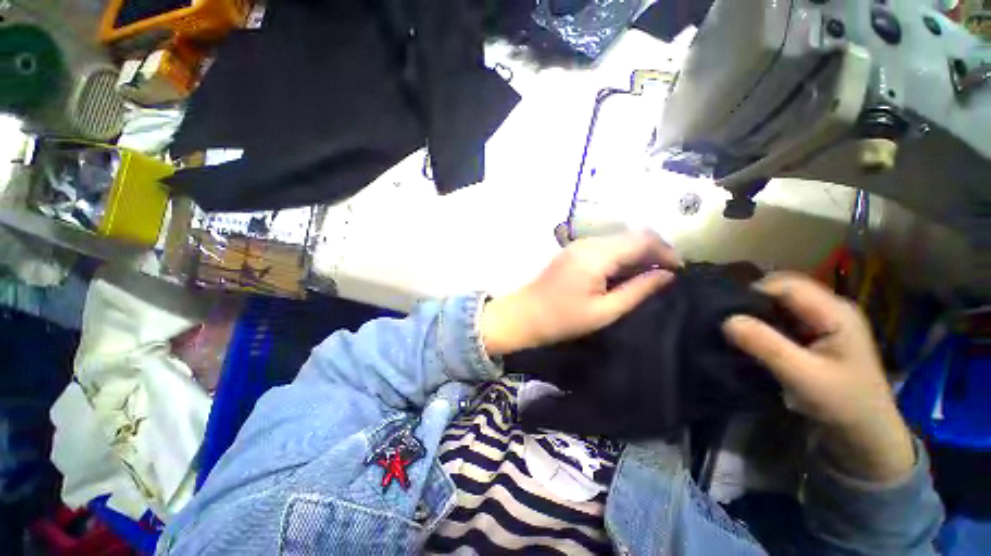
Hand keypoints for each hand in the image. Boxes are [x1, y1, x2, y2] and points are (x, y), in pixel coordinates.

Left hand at [481, 231, 679, 356]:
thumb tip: (667, 275)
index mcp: (596, 255)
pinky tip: (626, 272)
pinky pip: (605, 246)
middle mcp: (588, 243)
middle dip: (654, 251)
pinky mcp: (573, 251)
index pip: (641, 239)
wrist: (524, 315)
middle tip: (667, 274)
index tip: (679, 271)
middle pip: (631, 235)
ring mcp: (578, 245)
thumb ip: (637, 290)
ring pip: (618, 239)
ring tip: (650, 275)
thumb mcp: (604, 311)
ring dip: (638, 253)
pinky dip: (621, 256)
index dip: (665, 251)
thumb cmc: (562, 319)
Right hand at [722, 272, 914, 481]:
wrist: (866, 434)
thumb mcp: (803, 377)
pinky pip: (782, 317)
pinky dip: (764, 323)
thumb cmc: (843, 404)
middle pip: (782, 289)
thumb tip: (727, 320)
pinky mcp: (816, 333)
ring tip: (737, 331)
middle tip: (730, 323)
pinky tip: (754, 339)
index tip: (728, 313)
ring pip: (779, 303)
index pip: (786, 285)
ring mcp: (824, 320)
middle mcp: (830, 308)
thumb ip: (766, 346)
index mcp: (835, 311)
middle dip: (753, 302)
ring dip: (757, 313)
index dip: (754, 293)